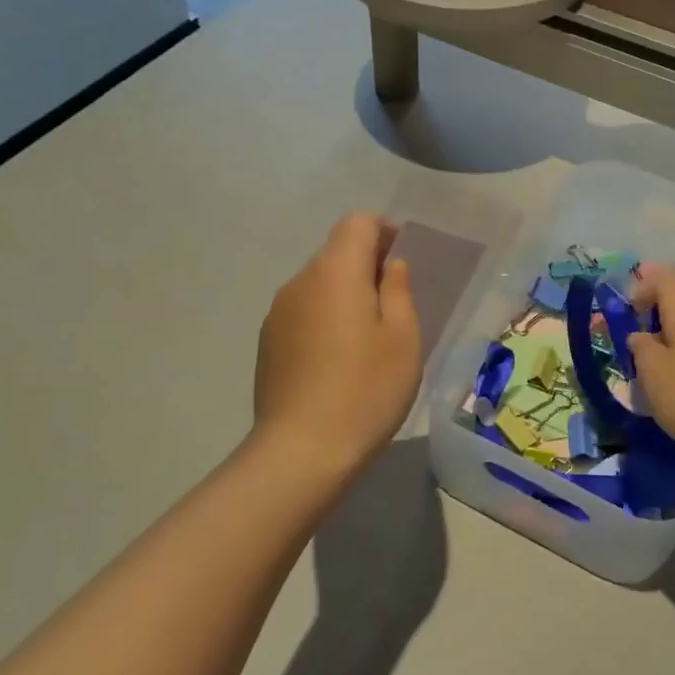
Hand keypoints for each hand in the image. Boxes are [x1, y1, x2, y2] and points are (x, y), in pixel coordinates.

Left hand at [253, 215, 421, 475]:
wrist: (302, 450)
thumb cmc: (366, 389)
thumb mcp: (402, 338)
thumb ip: (398, 291)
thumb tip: (390, 265)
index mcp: (335, 271)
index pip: (358, 223)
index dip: (385, 232)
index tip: (405, 261)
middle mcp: (300, 282)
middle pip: (336, 253)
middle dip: (367, 266)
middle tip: (396, 305)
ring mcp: (277, 313)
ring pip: (318, 286)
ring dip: (345, 296)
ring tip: (369, 338)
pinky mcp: (268, 344)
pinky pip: (303, 314)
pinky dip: (325, 320)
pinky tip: (339, 362)